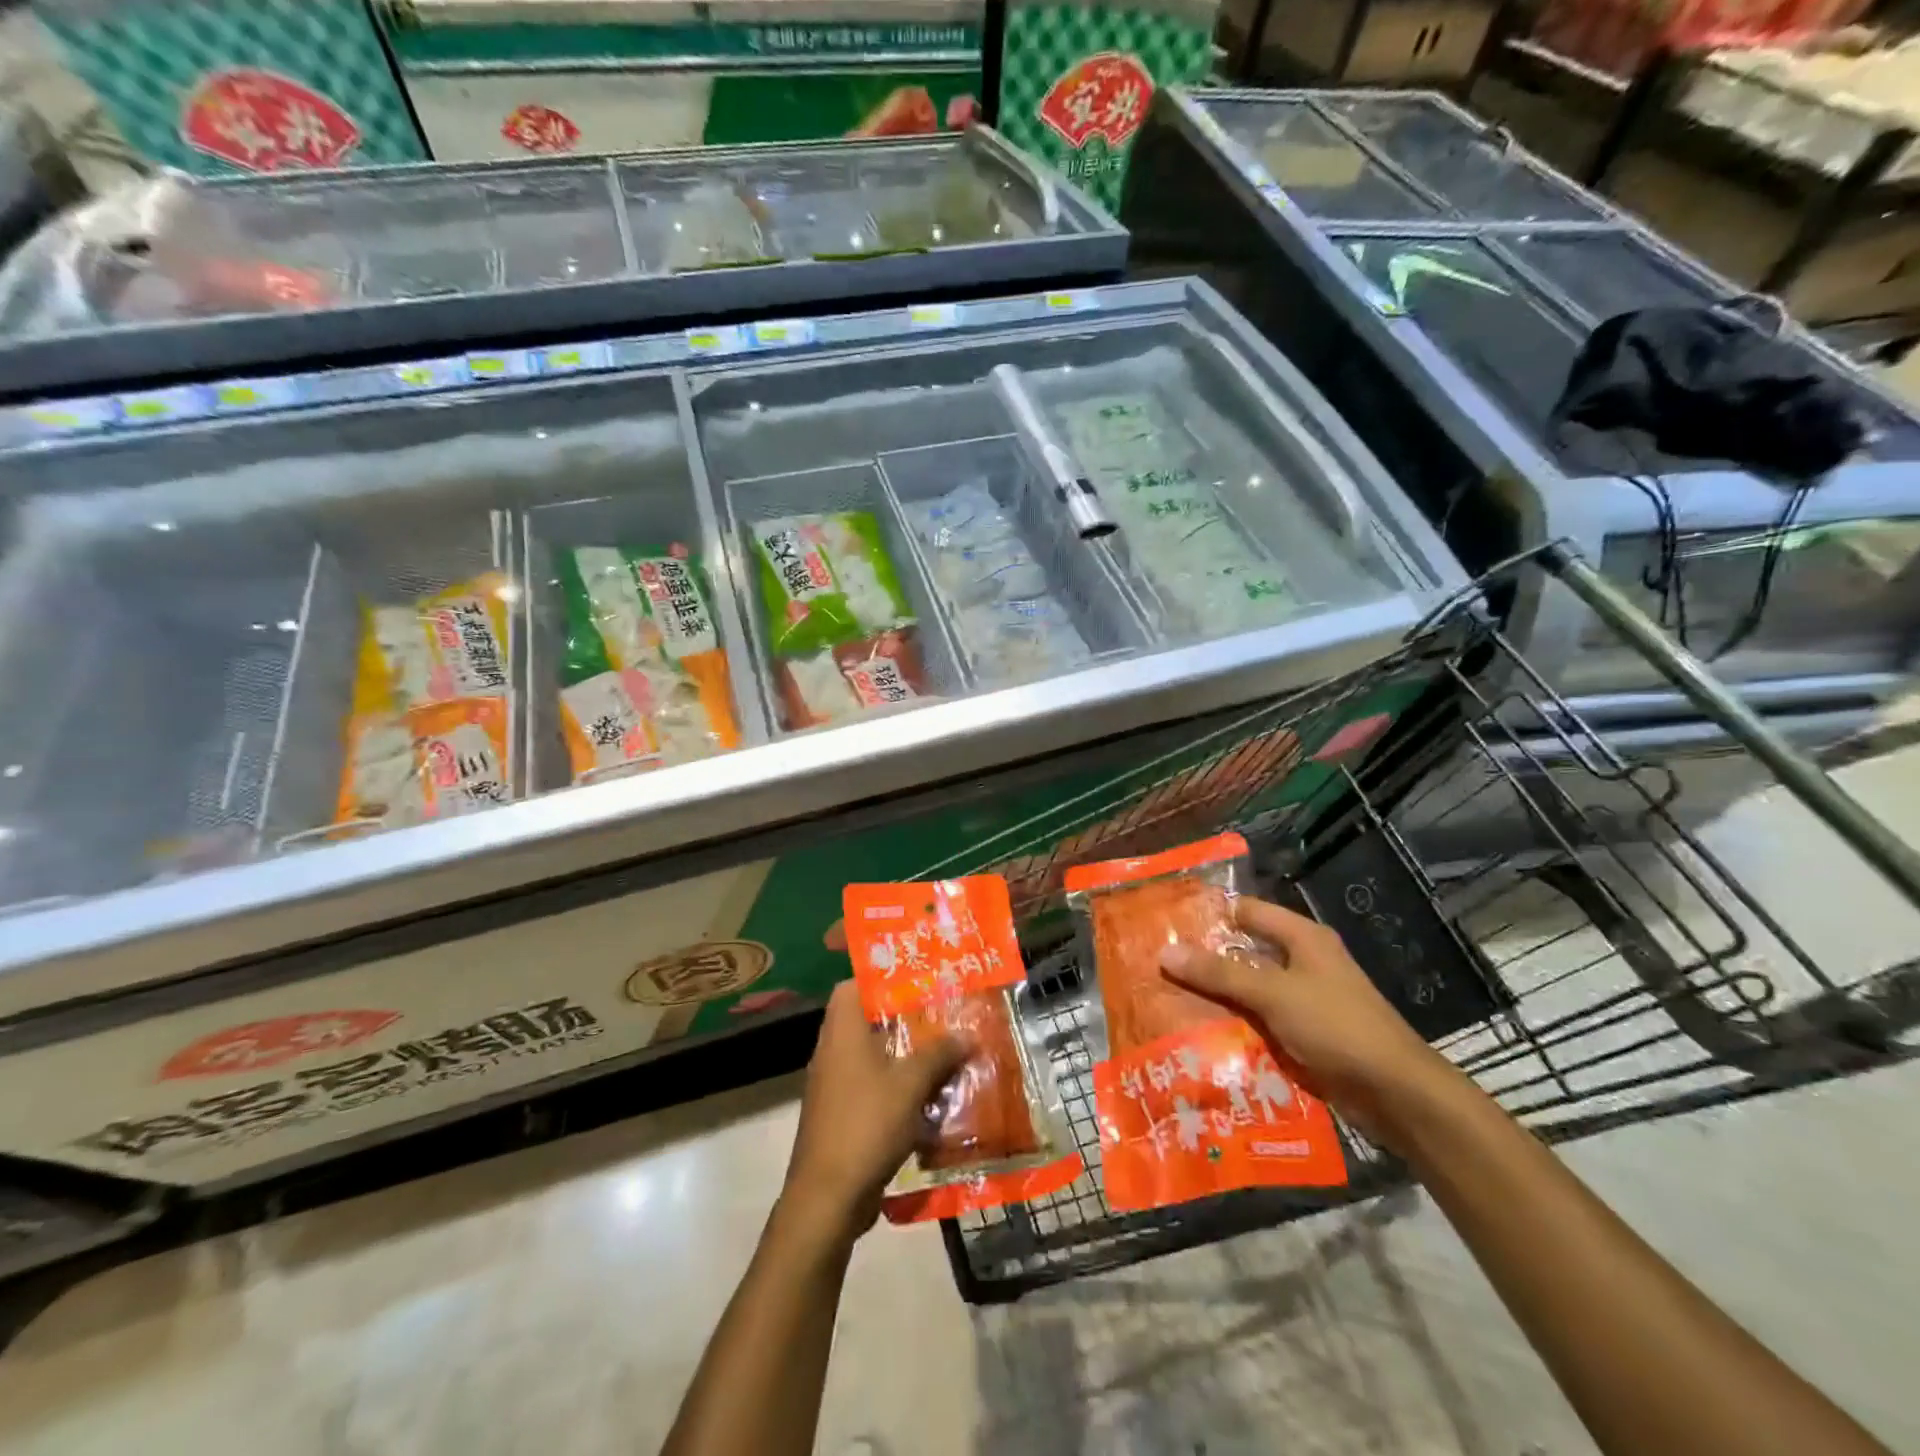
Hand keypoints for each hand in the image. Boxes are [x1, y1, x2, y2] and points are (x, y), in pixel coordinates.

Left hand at [781, 981, 967, 1239]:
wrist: (827, 1199)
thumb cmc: (866, 1125)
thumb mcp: (911, 1084)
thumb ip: (939, 1054)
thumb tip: (966, 1035)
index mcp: (842, 1032)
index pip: (853, 985)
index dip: (882, 977)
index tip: (917, 979)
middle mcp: (833, 1052)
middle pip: (869, 1021)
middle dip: (907, 1019)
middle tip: (943, 1015)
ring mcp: (835, 1086)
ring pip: (875, 1057)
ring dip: (907, 1056)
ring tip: (946, 1054)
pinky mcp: (843, 1116)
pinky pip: (874, 1088)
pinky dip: (899, 1088)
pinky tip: (931, 1098)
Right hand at [1159, 896, 1460, 1141]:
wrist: (1397, 1094)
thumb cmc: (1337, 1026)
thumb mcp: (1273, 993)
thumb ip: (1219, 973)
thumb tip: (1165, 952)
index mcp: (1302, 938)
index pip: (1246, 911)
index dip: (1209, 914)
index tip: (1166, 923)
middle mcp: (1303, 963)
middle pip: (1244, 953)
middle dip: (1204, 961)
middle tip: (1156, 965)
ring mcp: (1304, 1002)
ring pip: (1248, 991)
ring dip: (1216, 998)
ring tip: (1166, 1001)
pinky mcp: (1304, 1036)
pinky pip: (1259, 1023)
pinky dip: (1234, 1027)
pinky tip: (1199, 1037)